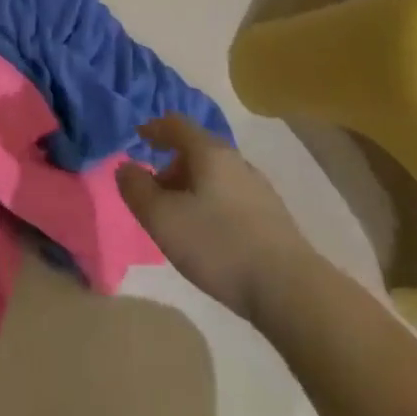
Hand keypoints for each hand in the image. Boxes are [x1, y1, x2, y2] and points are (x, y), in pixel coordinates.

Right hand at [117, 114, 316, 321]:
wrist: (292, 291)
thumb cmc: (218, 245)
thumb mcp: (163, 218)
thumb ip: (137, 189)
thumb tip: (125, 167)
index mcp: (209, 152)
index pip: (176, 124)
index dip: (154, 128)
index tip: (138, 138)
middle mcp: (236, 161)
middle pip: (197, 149)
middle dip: (172, 165)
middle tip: (154, 190)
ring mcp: (259, 189)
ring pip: (216, 175)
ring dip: (193, 187)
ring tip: (180, 217)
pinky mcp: (274, 219)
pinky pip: (232, 198)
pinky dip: (213, 204)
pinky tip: (211, 235)